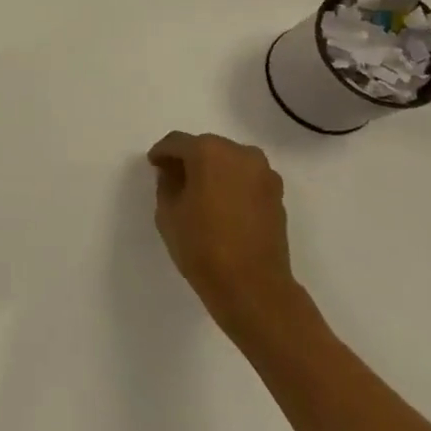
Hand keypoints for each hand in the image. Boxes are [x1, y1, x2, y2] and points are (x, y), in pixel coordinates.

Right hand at [147, 131, 302, 332]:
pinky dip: (232, 185)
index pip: (177, 142)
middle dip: (189, 159)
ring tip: (200, 192)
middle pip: (206, 147)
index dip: (162, 153)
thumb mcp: (167, 212)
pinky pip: (246, 179)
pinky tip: (222, 205)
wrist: (253, 287)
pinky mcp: (277, 195)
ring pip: (229, 162)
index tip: (154, 165)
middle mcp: (239, 153)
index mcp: (208, 151)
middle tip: (174, 178)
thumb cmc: (202, 245)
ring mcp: (263, 174)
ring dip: (213, 171)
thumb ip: (167, 183)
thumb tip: (173, 173)